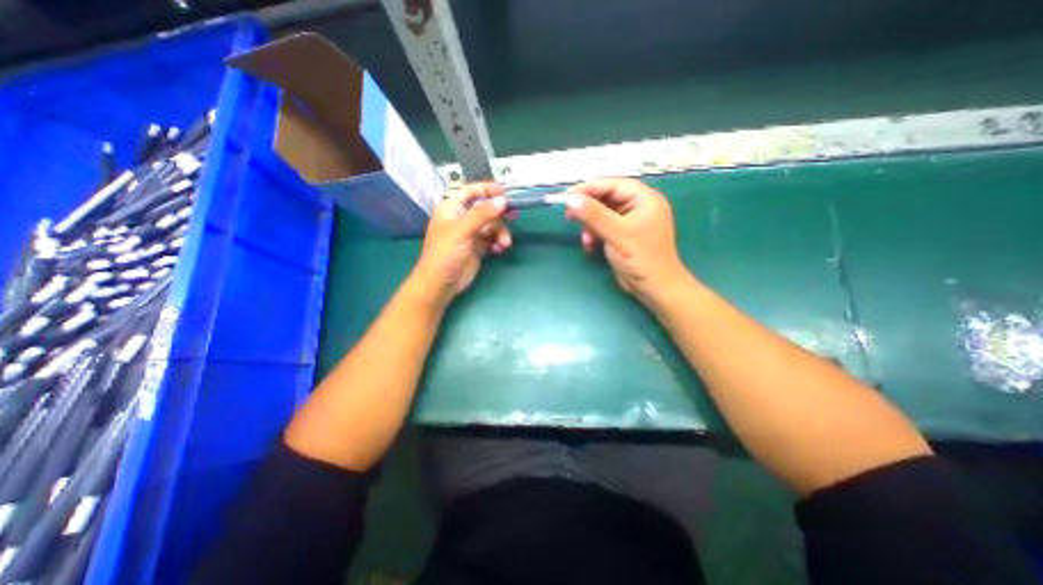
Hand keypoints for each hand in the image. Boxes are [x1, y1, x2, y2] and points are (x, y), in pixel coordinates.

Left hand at [411, 182, 516, 303]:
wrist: (441, 283)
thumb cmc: (446, 253)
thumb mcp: (463, 230)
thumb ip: (483, 214)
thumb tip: (503, 200)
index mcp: (452, 208)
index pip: (471, 191)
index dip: (487, 189)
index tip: (505, 193)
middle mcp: (463, 218)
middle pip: (486, 209)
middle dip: (499, 213)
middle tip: (514, 215)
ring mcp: (471, 234)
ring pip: (493, 226)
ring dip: (501, 233)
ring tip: (504, 244)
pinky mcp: (479, 248)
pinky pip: (493, 239)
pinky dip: (498, 242)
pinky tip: (498, 250)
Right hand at [568, 179, 691, 305]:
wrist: (654, 288)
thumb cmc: (641, 258)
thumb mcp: (617, 234)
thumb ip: (594, 215)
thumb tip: (571, 200)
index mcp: (644, 199)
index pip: (613, 184)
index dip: (589, 188)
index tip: (568, 197)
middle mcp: (638, 206)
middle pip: (606, 198)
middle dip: (588, 209)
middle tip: (569, 216)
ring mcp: (630, 221)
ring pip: (602, 213)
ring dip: (590, 225)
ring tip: (586, 239)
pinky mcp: (623, 235)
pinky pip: (603, 227)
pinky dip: (594, 234)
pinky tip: (591, 246)